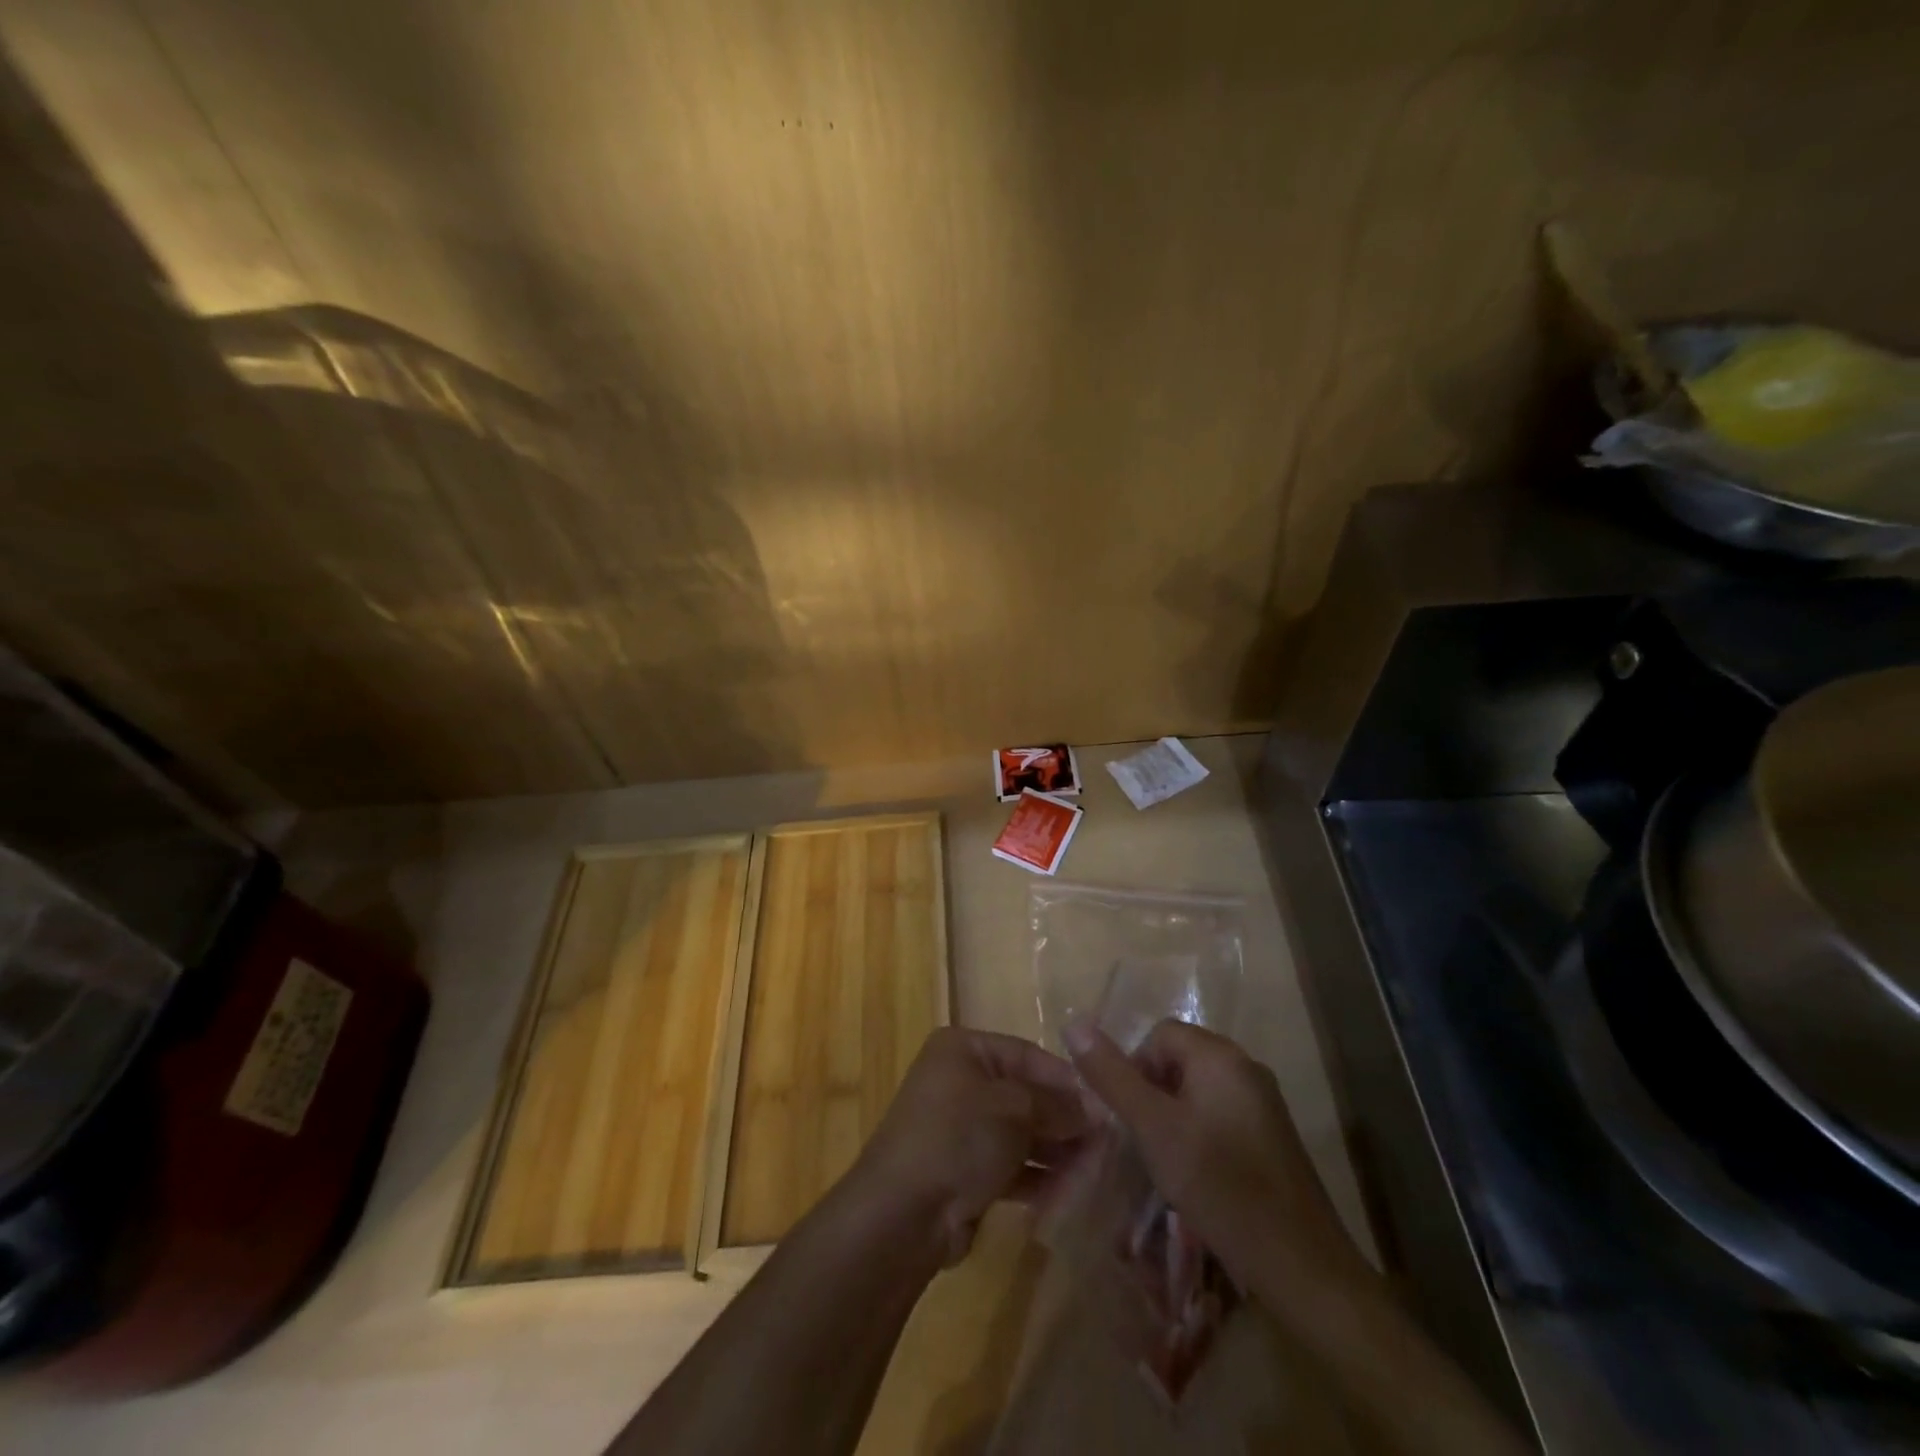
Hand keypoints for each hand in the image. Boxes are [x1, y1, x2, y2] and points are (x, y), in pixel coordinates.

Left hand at [846, 1027, 1092, 1267]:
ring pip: (1021, 1134)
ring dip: (1056, 1153)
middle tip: (1106, 1145)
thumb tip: (1096, 1108)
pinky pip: (1010, 1166)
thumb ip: (1058, 1105)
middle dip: (1065, 1121)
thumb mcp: (1014, 1109)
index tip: (1107, 1105)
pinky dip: (1037, 1177)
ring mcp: (961, 1128)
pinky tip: (1068, 1194)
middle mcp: (960, 1081)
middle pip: (1026, 1095)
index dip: (1067, 1080)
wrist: (902, 1214)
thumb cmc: (958, 1138)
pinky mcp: (964, 1171)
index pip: (1028, 1055)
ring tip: (1094, 1172)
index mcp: (964, 1050)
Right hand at [1064, 1018, 1373, 1326]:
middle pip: (1180, 1058)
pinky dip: (1199, 1132)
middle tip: (1144, 1140)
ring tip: (1166, 1160)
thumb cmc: (1220, 1187)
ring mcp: (1264, 1102)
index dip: (1134, 1067)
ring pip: (1198, 1088)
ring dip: (1173, 1115)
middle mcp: (1246, 1067)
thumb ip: (1113, 1076)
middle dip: (1153, 1092)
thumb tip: (1074, 1023)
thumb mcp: (1154, 1129)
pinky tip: (1198, 1174)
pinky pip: (1221, 1113)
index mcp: (1220, 1055)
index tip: (1129, 1117)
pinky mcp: (1272, 1136)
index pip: (1159, 1034)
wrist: (1302, 1266)